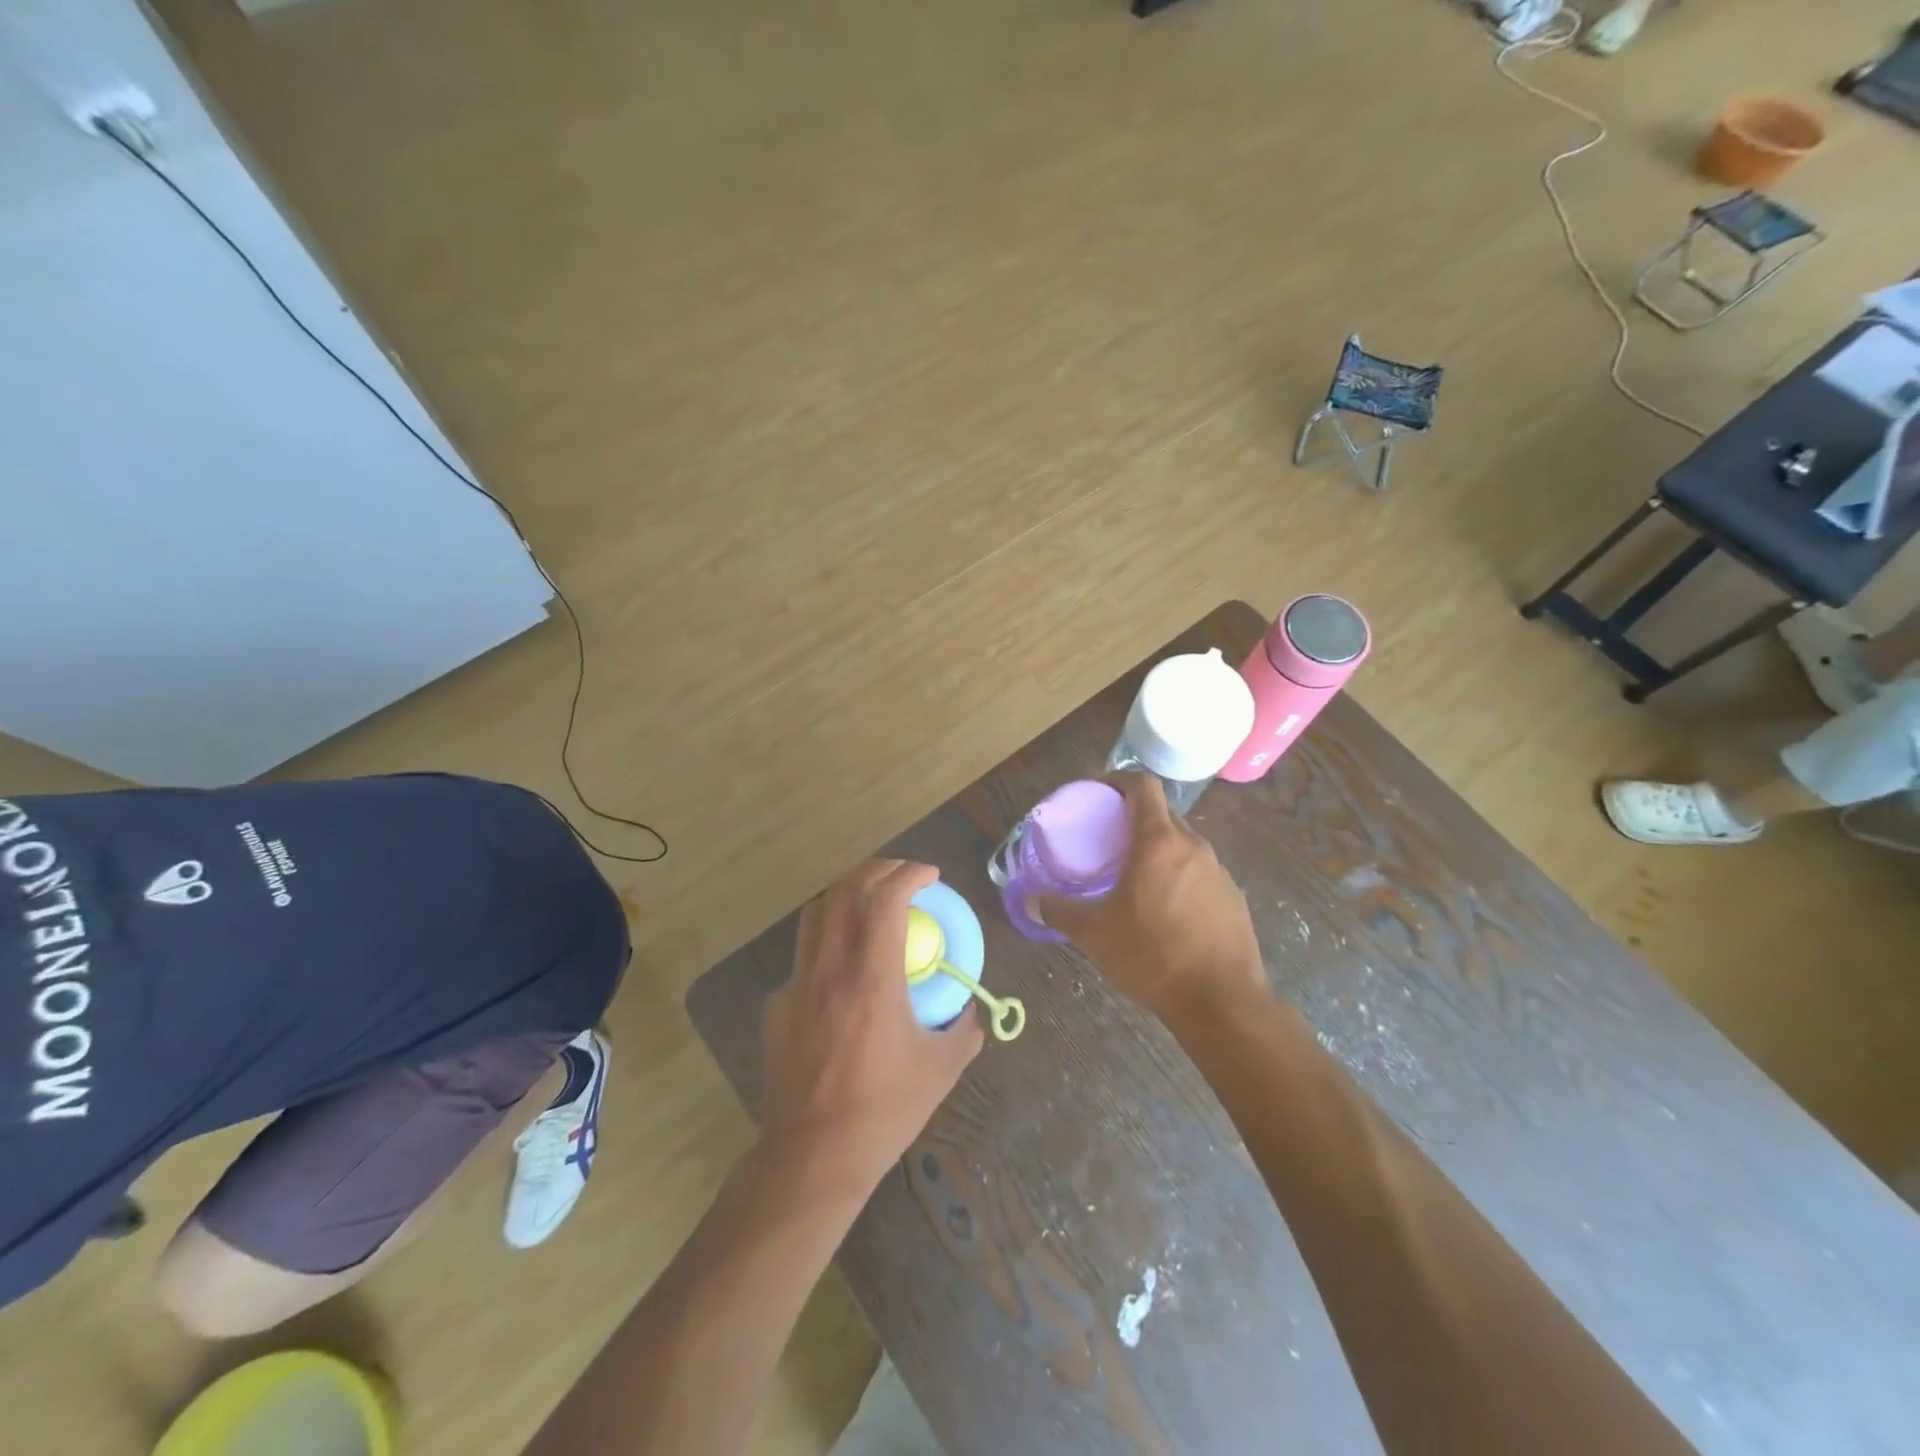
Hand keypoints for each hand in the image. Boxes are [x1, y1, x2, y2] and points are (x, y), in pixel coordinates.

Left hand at [760, 860, 984, 1191]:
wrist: (811, 1157)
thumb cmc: (883, 1111)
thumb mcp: (940, 1070)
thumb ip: (965, 1029)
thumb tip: (974, 1008)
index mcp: (872, 980)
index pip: (886, 900)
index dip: (910, 875)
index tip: (930, 876)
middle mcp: (830, 970)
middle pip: (845, 890)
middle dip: (877, 869)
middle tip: (903, 876)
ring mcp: (797, 985)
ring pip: (817, 913)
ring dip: (848, 893)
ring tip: (873, 901)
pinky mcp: (778, 1005)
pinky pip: (805, 954)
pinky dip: (830, 939)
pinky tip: (845, 968)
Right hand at [1036, 774, 1267, 1022]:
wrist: (1223, 1003)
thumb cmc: (1154, 957)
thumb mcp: (1096, 935)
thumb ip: (1060, 912)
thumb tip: (1031, 901)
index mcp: (1159, 842)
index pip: (1143, 785)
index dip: (1119, 780)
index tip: (1100, 791)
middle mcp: (1193, 846)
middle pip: (1162, 813)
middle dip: (1134, 817)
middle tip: (1108, 839)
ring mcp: (1219, 870)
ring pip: (1182, 843)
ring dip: (1158, 848)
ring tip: (1135, 876)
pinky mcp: (1233, 896)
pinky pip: (1200, 871)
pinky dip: (1179, 875)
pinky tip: (1166, 910)